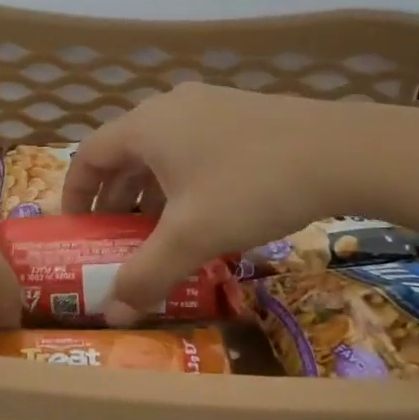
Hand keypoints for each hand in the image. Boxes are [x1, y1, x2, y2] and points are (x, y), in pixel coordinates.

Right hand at [61, 83, 378, 321]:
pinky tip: (207, 215)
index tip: (78, 228)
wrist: (342, 150)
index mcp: (146, 126)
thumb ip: (147, 274)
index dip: (76, 193)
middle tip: (118, 241)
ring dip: (152, 194)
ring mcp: (208, 106)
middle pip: (125, 154)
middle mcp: (170, 108)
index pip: (89, 155)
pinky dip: (184, 183)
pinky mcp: (240, 114)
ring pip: (163, 153)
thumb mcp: (193, 236)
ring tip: (161, 235)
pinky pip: (194, 149)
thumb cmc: (251, 187)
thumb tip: (112, 313)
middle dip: (116, 201)